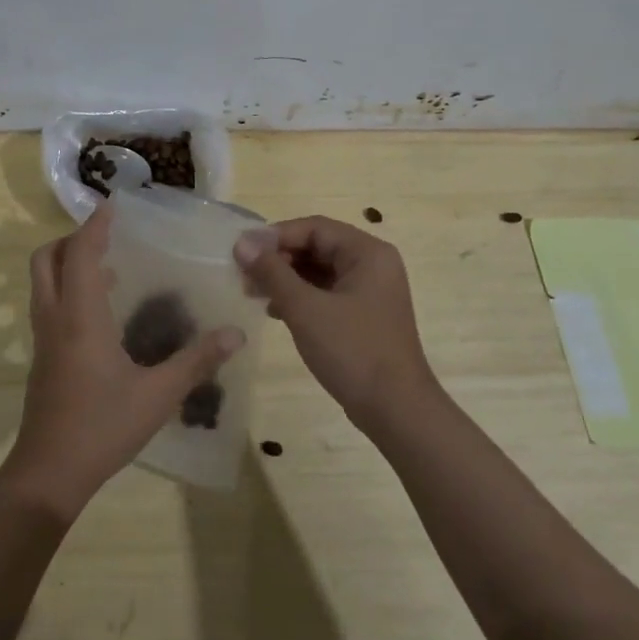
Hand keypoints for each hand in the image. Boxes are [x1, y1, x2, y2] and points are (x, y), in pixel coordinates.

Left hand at [2, 202, 242, 520]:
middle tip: (106, 238)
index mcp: (80, 317)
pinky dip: (67, 291)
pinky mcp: (43, 360)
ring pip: (42, 284)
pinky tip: (102, 314)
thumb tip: (235, 334)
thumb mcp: (158, 395)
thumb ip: (196, 361)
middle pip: (46, 260)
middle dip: (71, 240)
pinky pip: (48, 307)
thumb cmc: (102, 427)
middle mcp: (55, 319)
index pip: (79, 254)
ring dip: (67, 265)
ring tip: (109, 269)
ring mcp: (43, 340)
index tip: (113, 206)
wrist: (49, 474)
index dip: (94, 226)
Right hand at [234, 216, 437, 432]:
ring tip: (253, 293)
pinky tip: (275, 311)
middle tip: (244, 275)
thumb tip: (241, 243)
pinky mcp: (364, 315)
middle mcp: (372, 264)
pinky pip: (326, 292)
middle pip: (317, 246)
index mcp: (367, 252)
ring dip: (285, 278)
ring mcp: (370, 291)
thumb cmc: (353, 351)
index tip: (241, 252)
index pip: (314, 228)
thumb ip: (272, 272)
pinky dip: (300, 297)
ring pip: (319, 271)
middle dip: (278, 258)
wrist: (396, 411)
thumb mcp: (305, 309)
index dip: (275, 235)